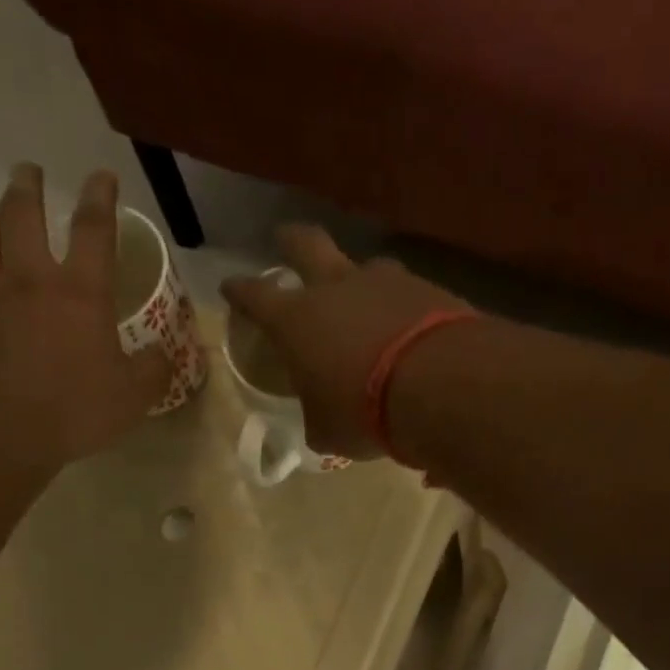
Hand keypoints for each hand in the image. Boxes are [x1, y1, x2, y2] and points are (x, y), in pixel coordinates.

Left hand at [0, 164, 170, 523]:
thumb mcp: (133, 398)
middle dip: (28, 185)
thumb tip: (162, 354)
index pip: (94, 230)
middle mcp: (28, 281)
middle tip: (30, 172)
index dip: (101, 198)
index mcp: (78, 294)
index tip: (102, 175)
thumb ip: (153, 370)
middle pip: (22, 213)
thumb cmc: (73, 413)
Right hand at [220, 227, 464, 459]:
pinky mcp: (428, 289)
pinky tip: (409, 329)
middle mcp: (337, 287)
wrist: (439, 386)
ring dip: (357, 280)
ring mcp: (385, 282)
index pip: (255, 296)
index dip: (240, 291)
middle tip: (285, 239)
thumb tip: (322, 420)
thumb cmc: (363, 412)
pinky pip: (406, 294)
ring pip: (363, 267)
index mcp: (297, 320)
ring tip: (363, 300)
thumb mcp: (327, 431)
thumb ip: (318, 418)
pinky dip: (401, 309)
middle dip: (291, 241)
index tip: (230, 286)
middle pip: (307, 245)